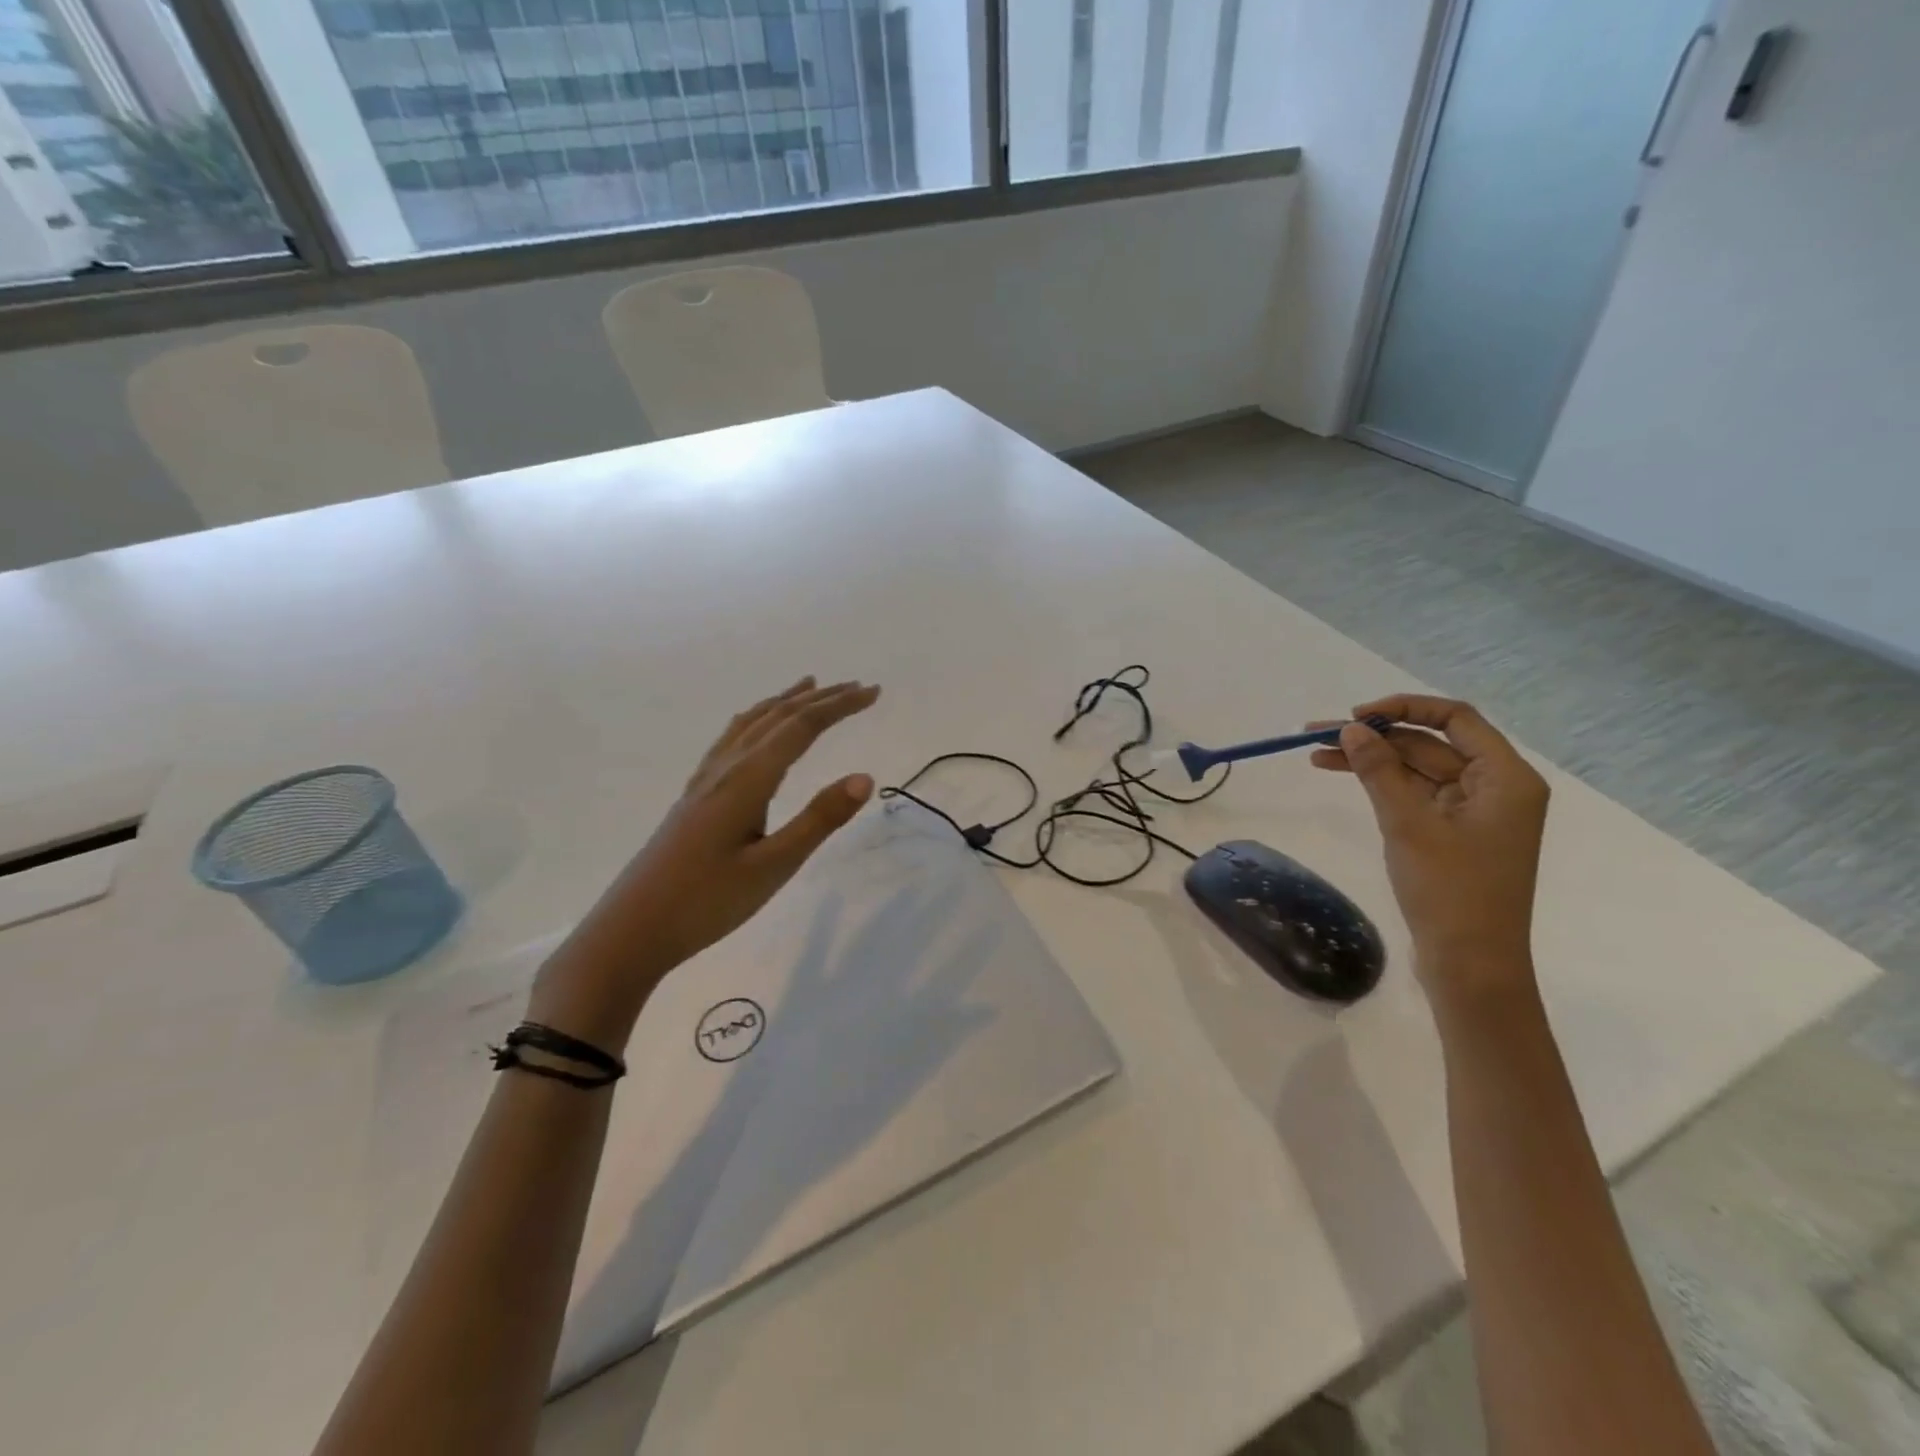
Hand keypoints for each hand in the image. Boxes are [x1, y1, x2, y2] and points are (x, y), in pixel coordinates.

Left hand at [530, 676, 881, 1045]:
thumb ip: (819, 820)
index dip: (839, 706)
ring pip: (751, 724)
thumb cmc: (707, 902)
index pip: (801, 728)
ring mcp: (705, 780)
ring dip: (785, 702)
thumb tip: (864, 776)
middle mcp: (725, 768)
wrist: (631, 930)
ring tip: (809, 686)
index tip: (874, 692)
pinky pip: (731, 739)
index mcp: (747, 780)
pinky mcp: (694, 796)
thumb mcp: (773, 866)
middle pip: (777, 717)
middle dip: (821, 699)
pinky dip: (754, 719)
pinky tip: (752, 728)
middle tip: (858, 687)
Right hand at [1311, 694, 1547, 998]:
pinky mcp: (1453, 833)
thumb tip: (1350, 729)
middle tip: (1316, 735)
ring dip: (1371, 760)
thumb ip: (1379, 770)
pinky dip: (1381, 784)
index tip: (1356, 717)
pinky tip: (1344, 776)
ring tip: (1315, 755)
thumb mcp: (1408, 824)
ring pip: (1416, 768)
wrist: (1470, 963)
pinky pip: (1415, 794)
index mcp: (1505, 778)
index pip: (1455, 718)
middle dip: (1374, 737)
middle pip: (1429, 743)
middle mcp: (1495, 787)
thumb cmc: (1450, 890)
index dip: (1404, 708)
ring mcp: (1474, 812)